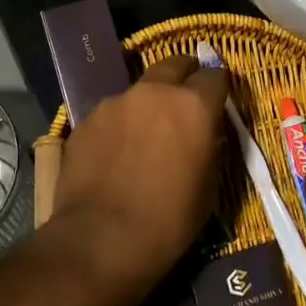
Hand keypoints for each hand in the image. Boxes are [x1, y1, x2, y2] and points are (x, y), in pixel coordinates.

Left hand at [49, 55, 227, 298]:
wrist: (100, 242)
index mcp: (193, 106)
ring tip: (146, 135)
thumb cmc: (168, 221)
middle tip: (185, 100)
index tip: (218, 101)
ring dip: (149, 104)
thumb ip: (209, 145)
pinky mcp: (87, 120)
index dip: (218, 87)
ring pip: (140, 90)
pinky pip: (113, 113)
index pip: (215, 75)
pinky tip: (116, 153)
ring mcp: (116, 102)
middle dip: (184, 76)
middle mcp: (155, 93)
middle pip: (174, 64)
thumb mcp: (208, 186)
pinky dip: (121, 125)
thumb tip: (204, 133)